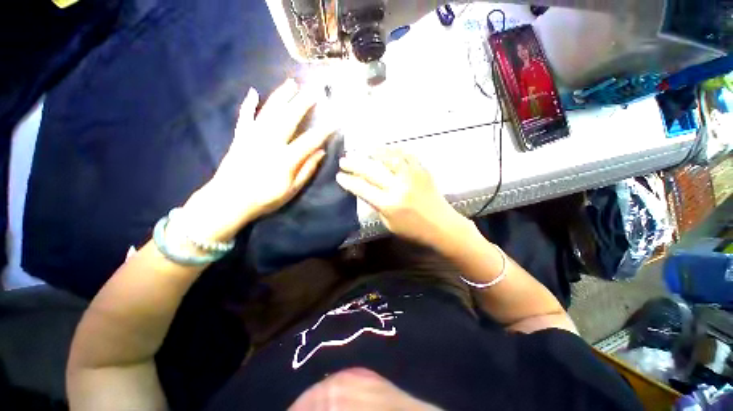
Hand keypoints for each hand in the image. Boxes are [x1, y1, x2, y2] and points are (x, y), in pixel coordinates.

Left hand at [182, 79, 334, 241]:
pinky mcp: (240, 137)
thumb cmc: (265, 199)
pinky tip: (253, 92)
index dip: (324, 129)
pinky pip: (245, 117)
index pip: (310, 140)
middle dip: (304, 103)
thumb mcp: (292, 190)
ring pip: (269, 112)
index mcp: (285, 158)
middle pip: (289, 118)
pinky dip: (249, 105)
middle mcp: (270, 142)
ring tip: (292, 83)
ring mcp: (253, 137)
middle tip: (315, 90)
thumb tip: (321, 152)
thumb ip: (307, 170)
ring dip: (281, 96)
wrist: (229, 201)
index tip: (335, 120)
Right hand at [336, 149, 463, 246]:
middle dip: (354, 164)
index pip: (363, 188)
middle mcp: (399, 187)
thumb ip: (376, 206)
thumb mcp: (389, 223)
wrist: (442, 225)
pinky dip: (394, 150)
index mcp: (389, 204)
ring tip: (363, 151)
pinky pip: (407, 155)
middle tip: (344, 160)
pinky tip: (385, 150)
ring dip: (373, 153)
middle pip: (371, 170)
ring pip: (389, 158)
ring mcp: (412, 176)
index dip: (349, 181)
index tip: (339, 176)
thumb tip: (364, 190)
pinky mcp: (422, 170)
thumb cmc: (413, 230)